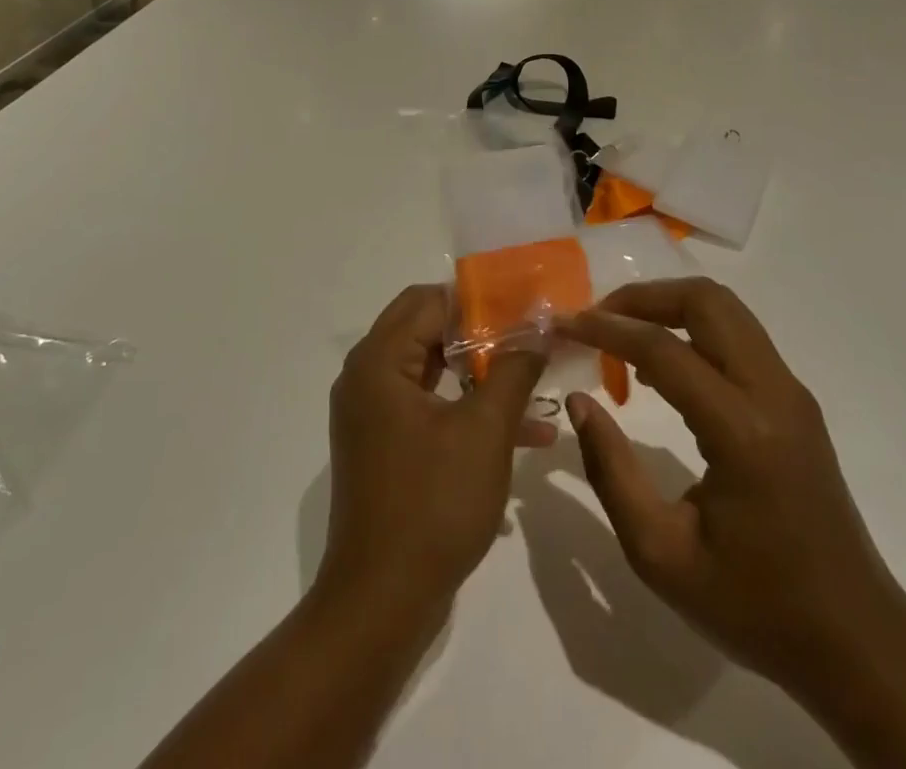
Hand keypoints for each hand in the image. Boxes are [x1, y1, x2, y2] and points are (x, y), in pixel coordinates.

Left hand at [318, 285, 553, 610]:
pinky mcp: (383, 446)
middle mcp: (367, 377)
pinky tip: (523, 432)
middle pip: (428, 329)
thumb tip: (538, 331)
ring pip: (432, 369)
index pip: (429, 301)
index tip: (523, 307)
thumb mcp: (485, 431)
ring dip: (481, 373)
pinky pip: (429, 406)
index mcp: (380, 361)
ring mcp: (372, 414)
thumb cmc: (432, 504)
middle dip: (482, 333)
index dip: (479, 299)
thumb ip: (514, 371)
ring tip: (535, 380)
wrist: (380, 604)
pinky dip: (467, 409)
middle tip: (529, 336)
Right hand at [558, 279, 905, 707]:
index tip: (565, 324)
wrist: (854, 639)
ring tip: (622, 334)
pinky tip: (661, 365)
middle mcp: (773, 393)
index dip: (608, 329)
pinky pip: (738, 335)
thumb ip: (611, 472)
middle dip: (643, 298)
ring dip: (669, 307)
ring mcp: (790, 391)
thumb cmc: (753, 607)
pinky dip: (692, 328)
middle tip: (597, 319)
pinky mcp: (794, 400)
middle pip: (706, 302)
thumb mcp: (660, 555)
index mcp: (742, 433)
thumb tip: (580, 402)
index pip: (665, 351)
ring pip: (725, 309)